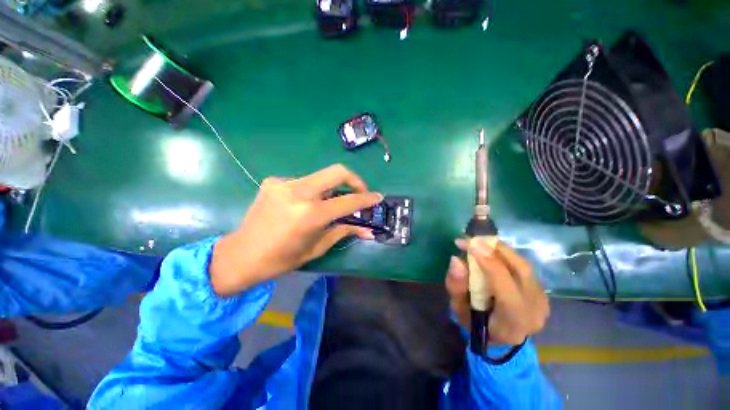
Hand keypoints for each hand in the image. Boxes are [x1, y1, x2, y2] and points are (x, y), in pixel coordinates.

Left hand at [210, 164, 382, 295]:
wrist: (241, 254)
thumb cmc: (281, 259)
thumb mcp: (317, 247)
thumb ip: (343, 231)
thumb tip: (367, 230)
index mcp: (310, 214)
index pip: (348, 201)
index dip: (367, 199)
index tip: (377, 197)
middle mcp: (299, 192)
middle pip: (337, 171)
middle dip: (354, 180)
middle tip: (359, 192)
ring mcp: (284, 183)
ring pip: (321, 177)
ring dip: (331, 188)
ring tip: (329, 203)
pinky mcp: (274, 181)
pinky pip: (304, 181)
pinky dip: (312, 191)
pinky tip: (305, 204)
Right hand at [446, 238, 549, 344]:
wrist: (500, 338)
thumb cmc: (476, 325)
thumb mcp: (459, 309)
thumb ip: (456, 286)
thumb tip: (456, 260)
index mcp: (513, 320)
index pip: (505, 286)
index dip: (487, 261)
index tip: (468, 243)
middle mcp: (535, 309)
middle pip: (520, 269)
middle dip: (495, 248)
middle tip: (472, 239)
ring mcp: (543, 300)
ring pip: (523, 265)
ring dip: (499, 249)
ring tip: (479, 243)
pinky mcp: (542, 291)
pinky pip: (523, 266)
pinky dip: (505, 255)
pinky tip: (490, 252)